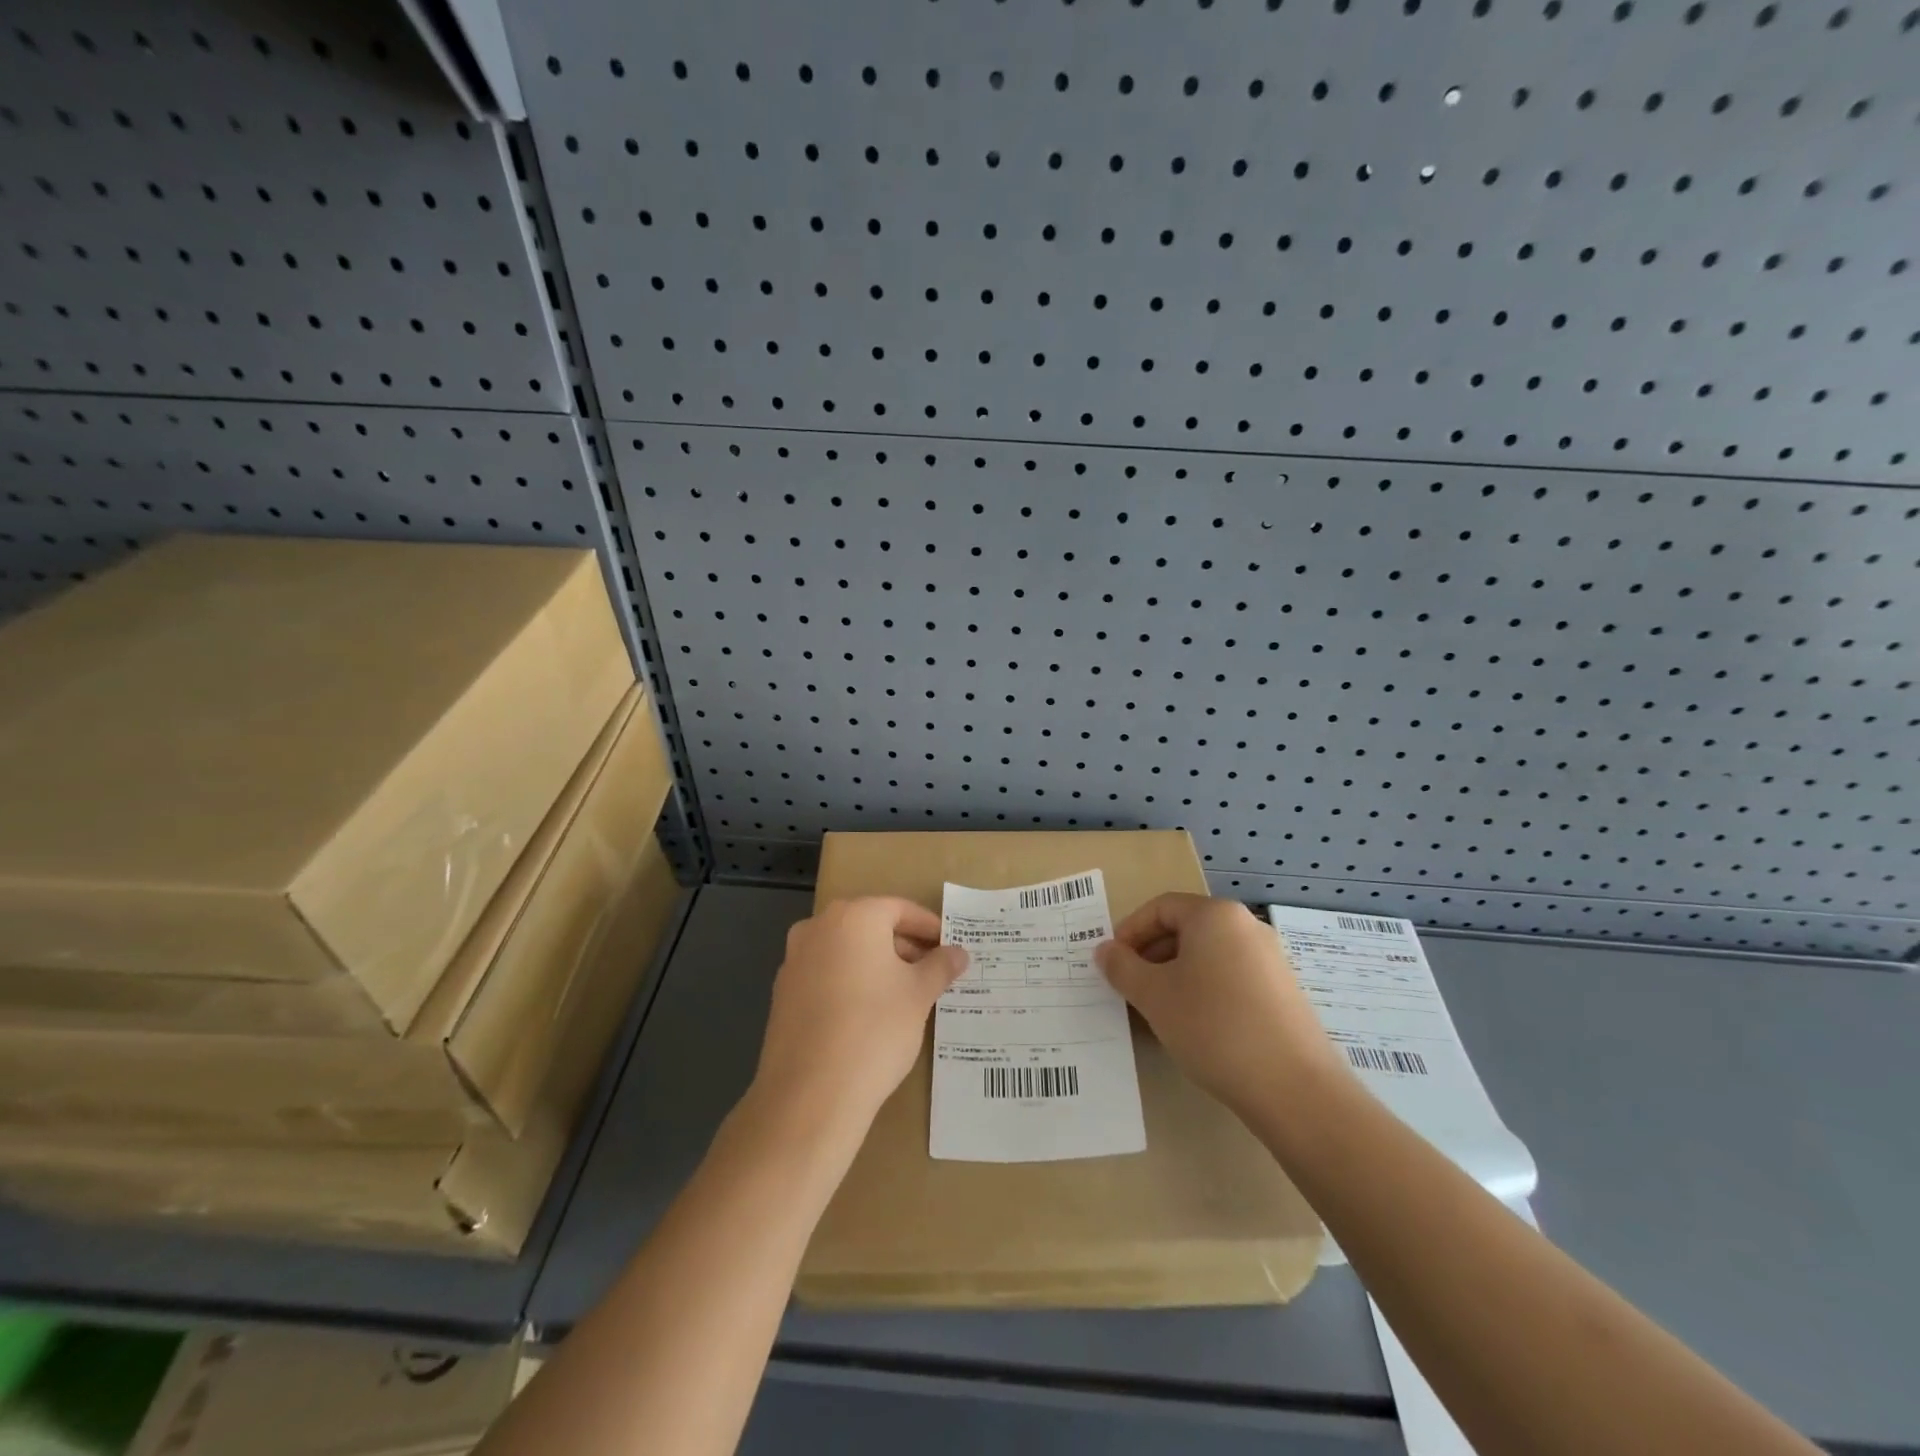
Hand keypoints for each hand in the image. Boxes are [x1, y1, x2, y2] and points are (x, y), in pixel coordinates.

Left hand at [751, 897, 968, 1136]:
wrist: (810, 1094)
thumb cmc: (875, 1029)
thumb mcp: (919, 995)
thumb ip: (940, 966)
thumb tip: (958, 952)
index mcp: (854, 917)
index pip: (900, 909)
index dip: (929, 927)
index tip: (950, 947)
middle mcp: (818, 927)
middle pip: (871, 927)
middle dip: (904, 946)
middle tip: (933, 971)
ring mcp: (795, 960)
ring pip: (847, 951)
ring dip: (877, 965)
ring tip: (905, 995)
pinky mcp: (783, 993)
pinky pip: (826, 975)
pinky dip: (850, 983)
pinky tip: (869, 1014)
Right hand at [1096, 894, 1344, 1117]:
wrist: (1294, 1088)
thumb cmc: (1213, 1027)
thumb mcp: (1153, 996)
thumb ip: (1122, 967)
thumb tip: (1105, 950)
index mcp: (1215, 915)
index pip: (1160, 908)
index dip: (1129, 931)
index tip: (1112, 963)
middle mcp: (1246, 926)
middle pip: (1186, 929)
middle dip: (1151, 955)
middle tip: (1131, 988)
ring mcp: (1270, 960)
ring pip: (1208, 956)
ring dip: (1176, 976)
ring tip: (1159, 1011)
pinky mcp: (1284, 992)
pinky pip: (1232, 977)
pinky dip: (1205, 991)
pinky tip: (1197, 1027)